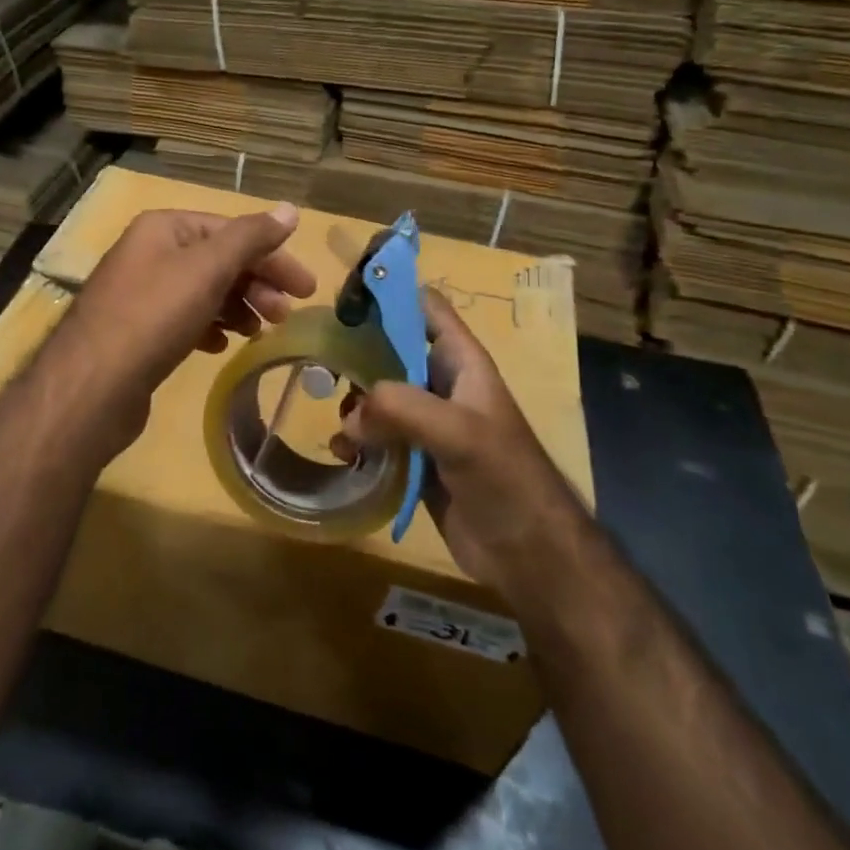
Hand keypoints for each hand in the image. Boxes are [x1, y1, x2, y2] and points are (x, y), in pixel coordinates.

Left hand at [48, 204, 316, 456]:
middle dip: (256, 285)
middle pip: (217, 260)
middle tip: (285, 316)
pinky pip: (183, 320)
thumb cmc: (154, 316)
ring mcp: (140, 293)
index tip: (306, 288)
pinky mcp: (136, 331)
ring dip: (237, 307)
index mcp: (164, 228)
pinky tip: (220, 346)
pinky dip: (208, 327)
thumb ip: (251, 237)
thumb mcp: (208, 268)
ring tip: (257, 332)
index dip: (272, 255)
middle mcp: (149, 253)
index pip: (231, 230)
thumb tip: (290, 209)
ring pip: (202, 292)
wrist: (92, 385)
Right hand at [339, 288, 581, 593]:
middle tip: (321, 367)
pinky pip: (375, 437)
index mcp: (460, 361)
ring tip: (340, 426)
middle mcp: (441, 384)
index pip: (425, 308)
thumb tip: (351, 416)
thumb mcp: (459, 432)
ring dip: (353, 406)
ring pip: (378, 396)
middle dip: (357, 355)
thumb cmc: (505, 479)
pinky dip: (355, 441)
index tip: (345, 298)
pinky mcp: (414, 458)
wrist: (528, 554)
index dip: (390, 295)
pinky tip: (345, 455)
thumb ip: (403, 408)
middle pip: (390, 350)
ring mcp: (426, 423)